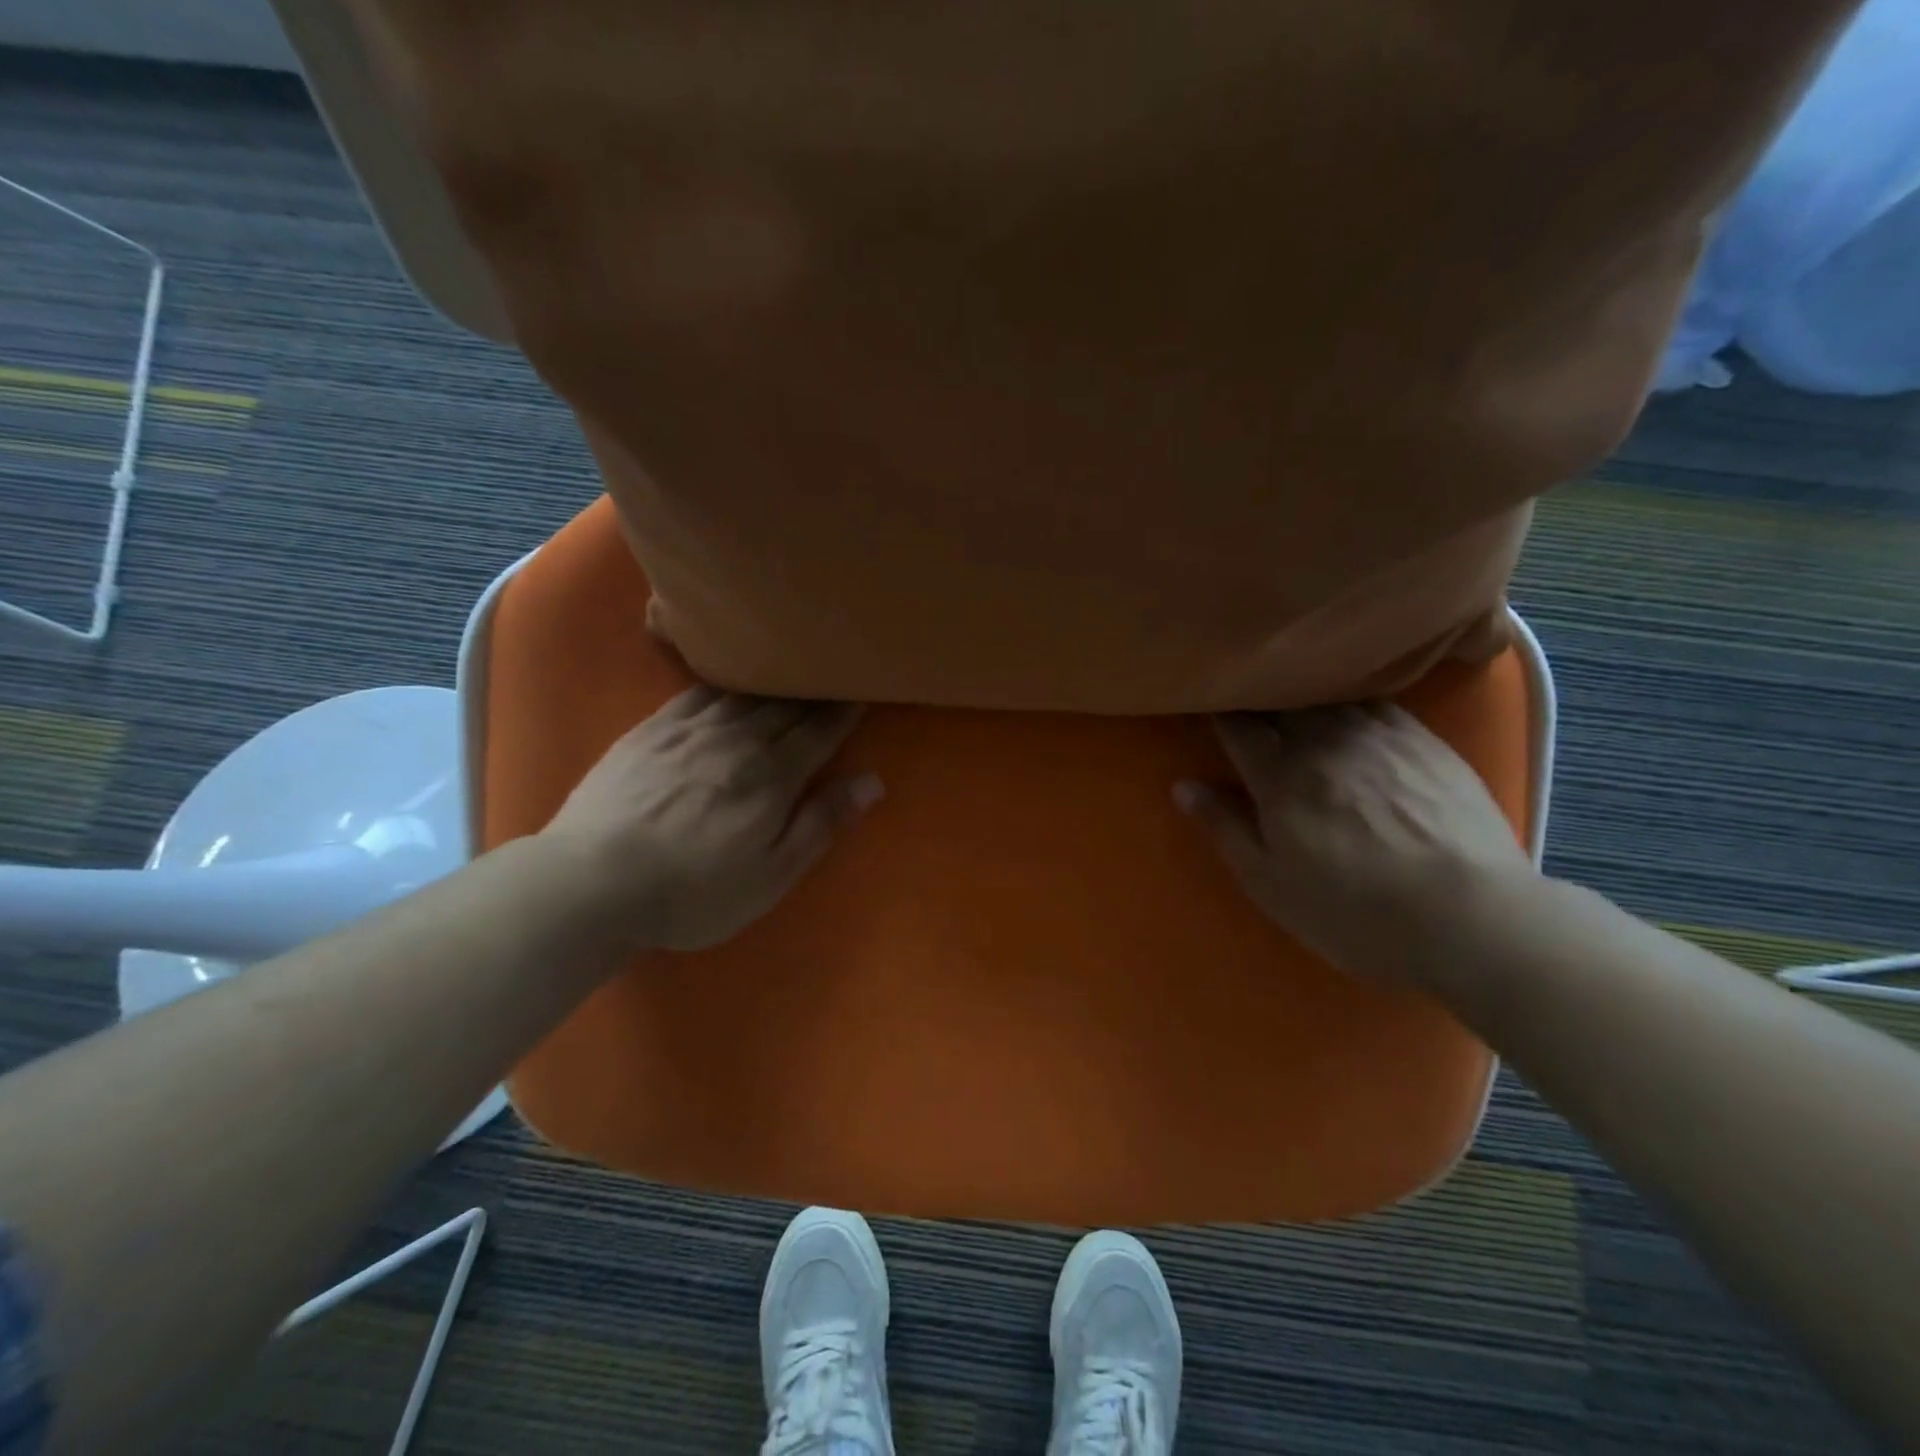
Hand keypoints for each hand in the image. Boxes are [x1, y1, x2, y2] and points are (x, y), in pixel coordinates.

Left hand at [541, 688, 881, 950]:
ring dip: (776, 679)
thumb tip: (872, 781)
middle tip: (835, 671)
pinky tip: (731, 676)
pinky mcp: (651, 730)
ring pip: (745, 693)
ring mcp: (690, 730)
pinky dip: (725, 680)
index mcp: (772, 776)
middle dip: (816, 690)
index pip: (820, 732)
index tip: (863, 691)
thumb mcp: (771, 875)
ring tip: (794, 666)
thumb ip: (821, 823)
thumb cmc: (693, 892)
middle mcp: (737, 740)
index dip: (845, 712)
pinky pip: (698, 692)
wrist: (590, 883)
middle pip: (786, 706)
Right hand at [1175, 704, 1533, 987]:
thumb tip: (1183, 786)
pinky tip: (1351, 707)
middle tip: (1246, 699)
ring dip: (1302, 694)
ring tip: (1293, 694)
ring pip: (1328, 696)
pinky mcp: (1425, 741)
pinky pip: (1376, 703)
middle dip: (1257, 698)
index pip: (1236, 725)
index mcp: (1280, 775)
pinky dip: (1351, 700)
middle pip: (1280, 702)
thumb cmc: (1355, 911)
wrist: (1472, 917)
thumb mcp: (1271, 884)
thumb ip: (1225, 828)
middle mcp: (1324, 741)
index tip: (1207, 706)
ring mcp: (1379, 735)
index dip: (1217, 712)